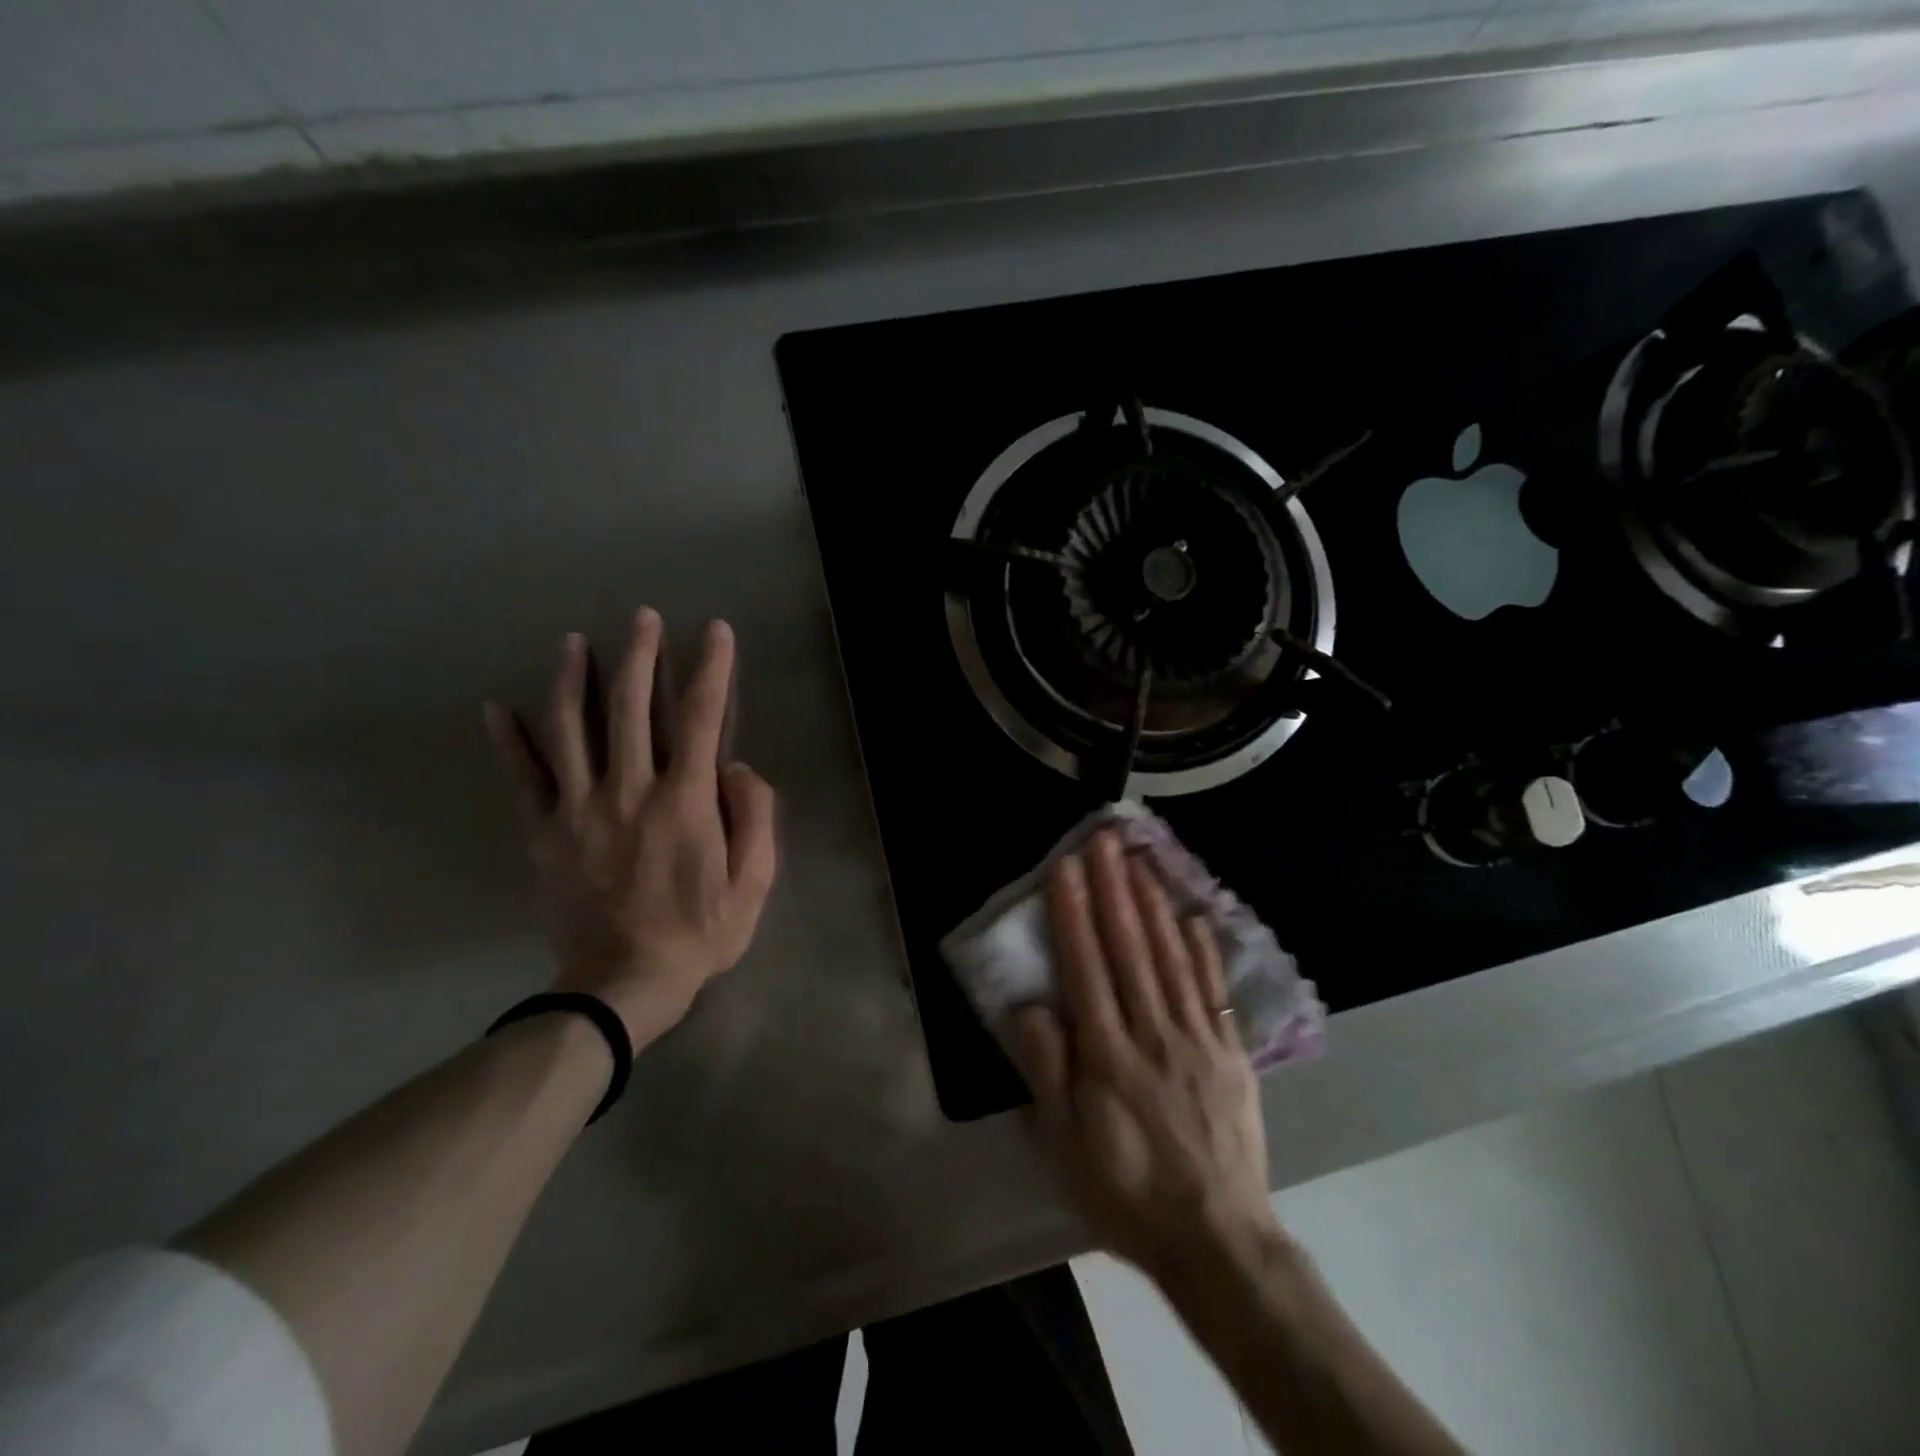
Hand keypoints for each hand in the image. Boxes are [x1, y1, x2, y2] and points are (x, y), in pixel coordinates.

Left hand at [485, 608, 776, 1049]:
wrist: (623, 985)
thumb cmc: (699, 933)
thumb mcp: (754, 882)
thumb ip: (753, 817)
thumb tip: (735, 767)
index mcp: (684, 801)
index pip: (699, 717)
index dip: (711, 668)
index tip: (714, 631)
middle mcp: (629, 790)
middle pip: (631, 708)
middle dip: (640, 655)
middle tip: (641, 616)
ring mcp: (580, 809)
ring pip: (571, 729)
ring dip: (573, 678)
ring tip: (573, 641)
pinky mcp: (546, 833)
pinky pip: (524, 779)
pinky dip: (509, 741)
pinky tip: (496, 707)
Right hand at [1010, 832, 1279, 1283]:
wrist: (1216, 1239)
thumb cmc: (1126, 1191)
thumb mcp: (1065, 1146)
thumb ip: (1048, 1073)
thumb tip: (1032, 1008)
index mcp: (1108, 1056)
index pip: (1087, 967)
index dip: (1074, 914)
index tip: (1068, 868)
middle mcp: (1152, 1034)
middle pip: (1130, 949)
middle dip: (1115, 889)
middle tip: (1106, 841)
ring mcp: (1197, 1039)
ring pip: (1172, 958)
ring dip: (1154, 904)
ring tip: (1141, 861)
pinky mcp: (1230, 1052)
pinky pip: (1212, 990)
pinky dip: (1203, 948)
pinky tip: (1193, 914)